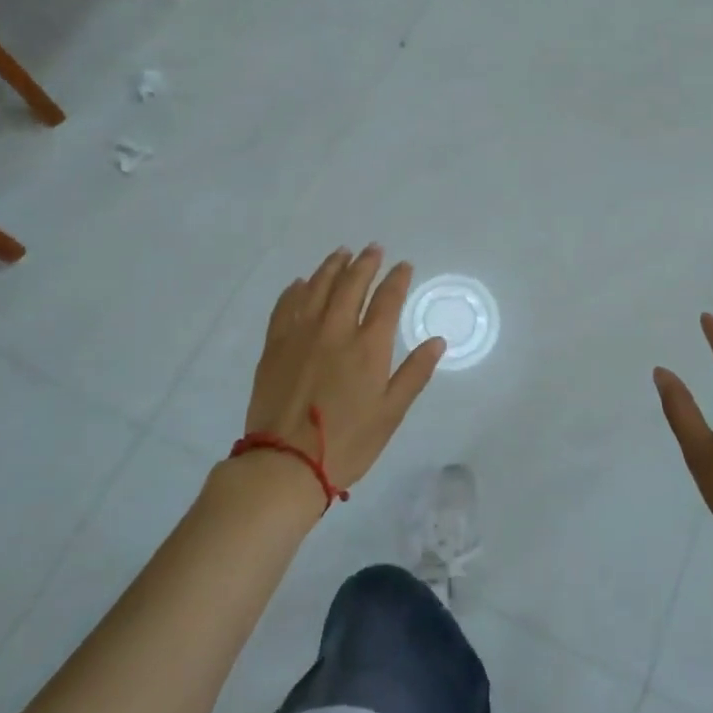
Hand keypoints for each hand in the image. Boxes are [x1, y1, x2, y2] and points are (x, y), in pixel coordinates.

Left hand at [243, 245, 446, 498]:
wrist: (284, 464)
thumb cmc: (347, 442)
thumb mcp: (391, 413)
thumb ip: (414, 373)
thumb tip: (437, 341)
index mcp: (368, 347)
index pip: (387, 300)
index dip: (397, 279)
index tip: (404, 265)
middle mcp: (335, 330)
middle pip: (351, 284)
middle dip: (366, 263)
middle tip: (373, 249)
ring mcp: (301, 335)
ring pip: (318, 288)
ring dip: (332, 267)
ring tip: (342, 253)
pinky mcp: (275, 346)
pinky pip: (286, 306)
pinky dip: (296, 290)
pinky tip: (301, 283)